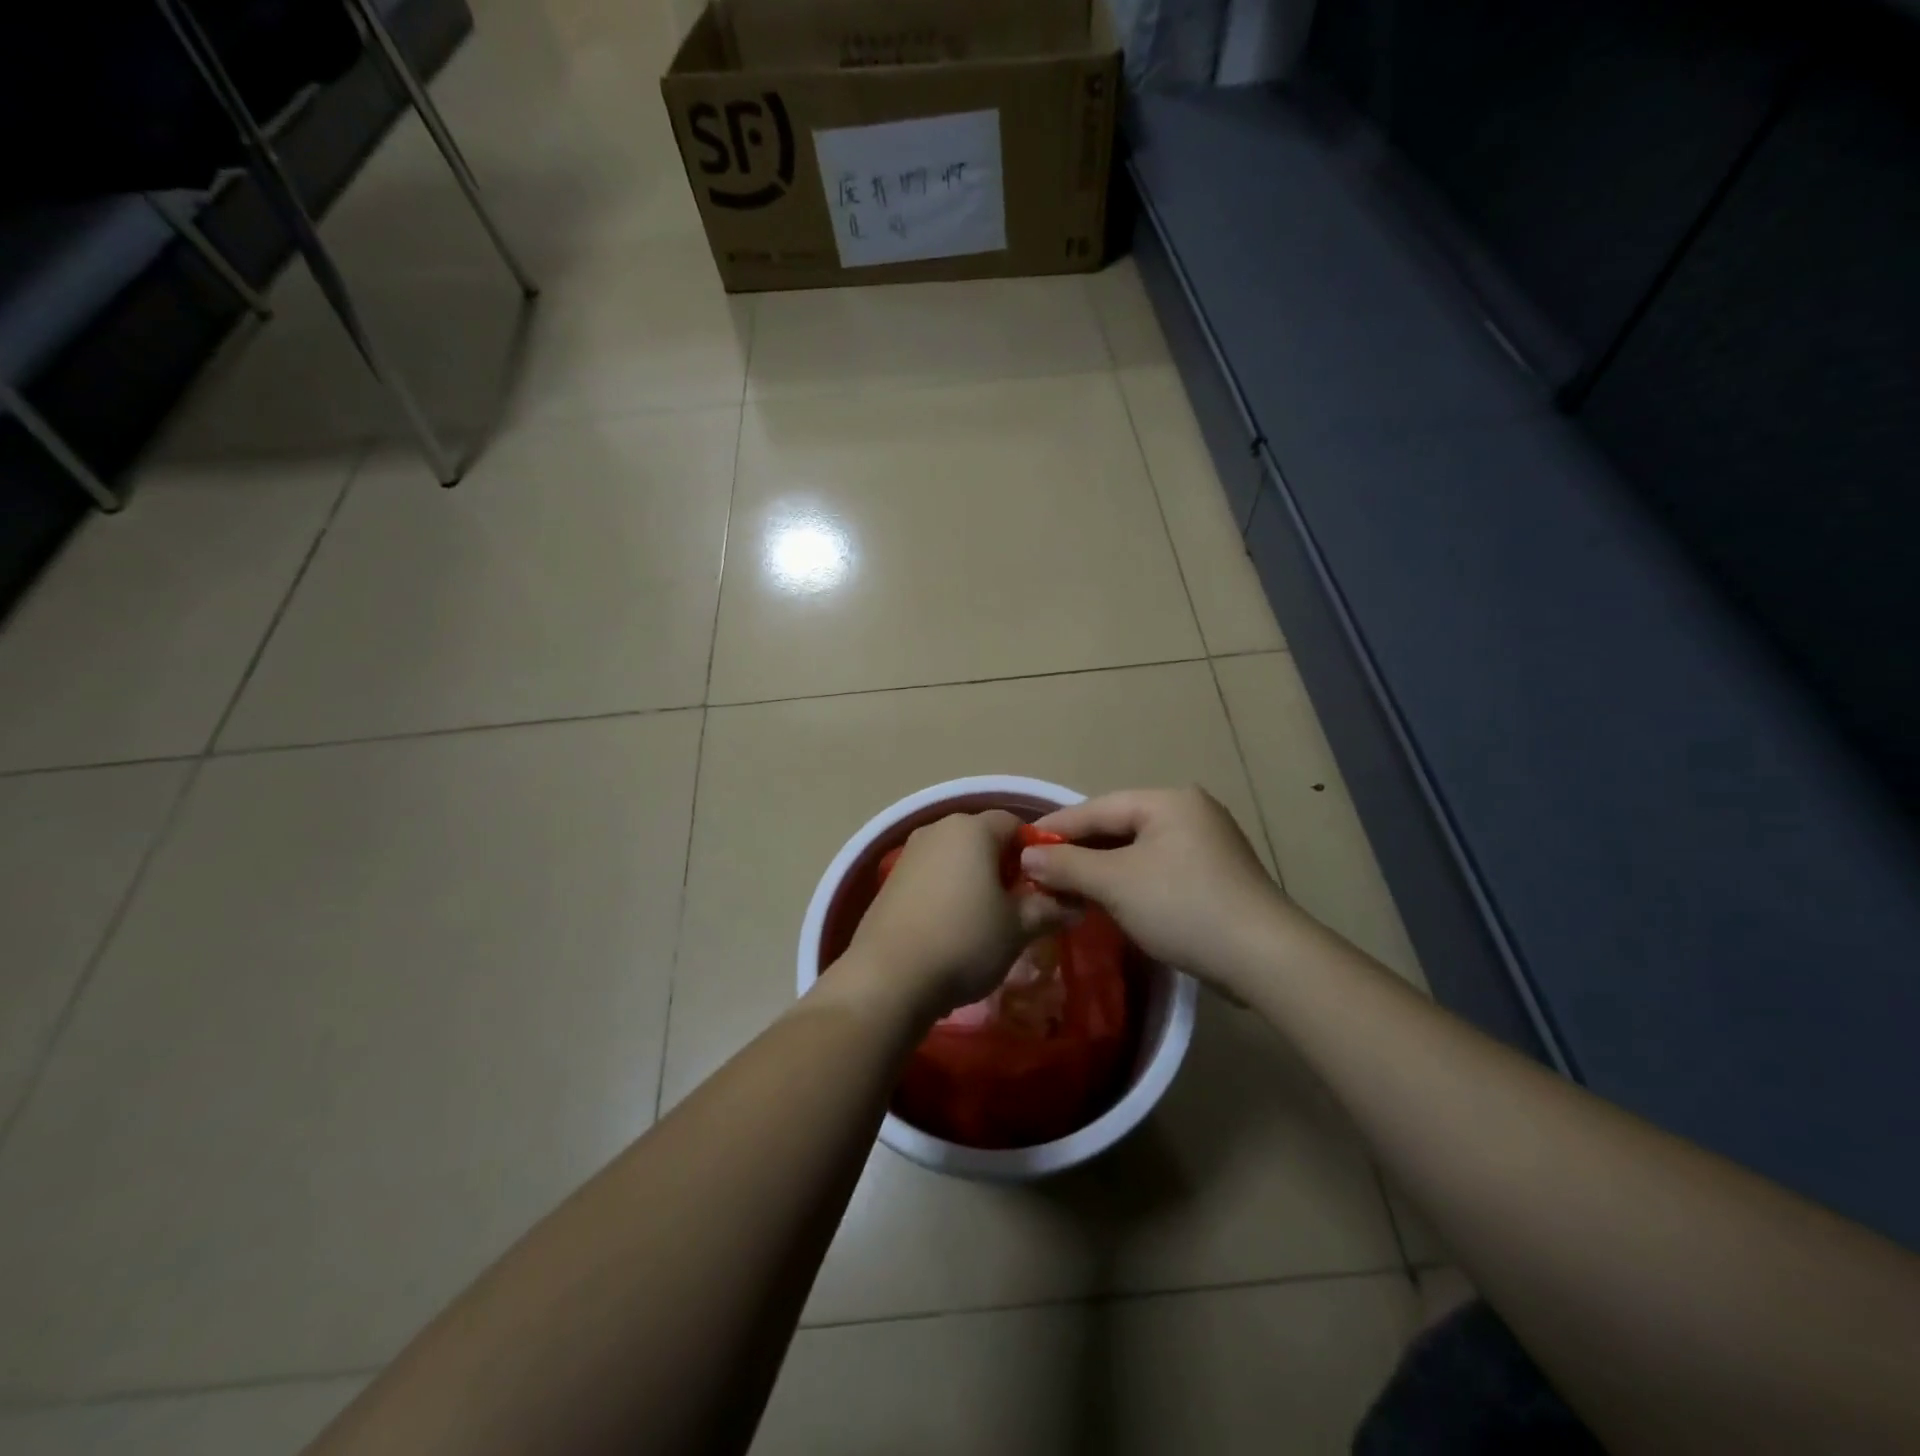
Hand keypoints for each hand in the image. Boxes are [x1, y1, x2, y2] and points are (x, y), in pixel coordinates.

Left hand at [843, 810, 1074, 1019]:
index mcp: (972, 829)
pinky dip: (948, 892)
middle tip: (1019, 907)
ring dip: (976, 880)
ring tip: (986, 922)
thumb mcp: (1019, 928)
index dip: (1036, 853)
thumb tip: (1076, 905)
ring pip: (957, 857)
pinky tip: (952, 928)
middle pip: (983, 838)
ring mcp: (910, 853)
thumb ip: (1051, 909)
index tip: (1043, 889)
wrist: (888, 977)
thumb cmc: (964, 941)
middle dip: (1005, 867)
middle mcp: (938, 829)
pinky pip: (933, 875)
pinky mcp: (891, 880)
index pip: (1015, 824)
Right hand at [1023, 787, 1300, 993]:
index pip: (1097, 807)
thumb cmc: (1183, 906)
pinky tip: (1110, 901)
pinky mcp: (1215, 875)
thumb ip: (1067, 864)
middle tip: (1040, 870)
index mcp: (1168, 801)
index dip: (1056, 827)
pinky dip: (1129, 882)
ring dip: (1102, 869)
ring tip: (1067, 888)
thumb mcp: (1116, 883)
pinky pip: (1157, 869)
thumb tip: (1028, 856)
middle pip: (1118, 826)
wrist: (1264, 958)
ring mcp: (1207, 844)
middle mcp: (1190, 812)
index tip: (1020, 846)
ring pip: (1137, 850)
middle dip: (1079, 850)